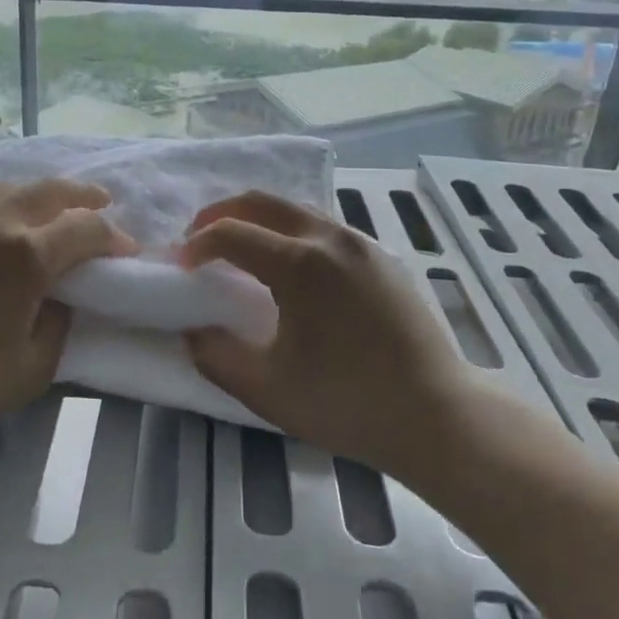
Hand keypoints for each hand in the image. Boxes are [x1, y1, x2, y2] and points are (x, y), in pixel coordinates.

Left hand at [0, 180, 135, 466]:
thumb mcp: (34, 366)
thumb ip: (60, 321)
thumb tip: (61, 296)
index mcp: (27, 255)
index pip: (86, 228)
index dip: (113, 237)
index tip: (125, 250)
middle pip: (51, 190)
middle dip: (84, 195)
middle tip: (103, 203)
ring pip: (9, 187)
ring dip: (41, 194)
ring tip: (55, 206)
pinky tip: (0, 219)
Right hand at [181, 191, 474, 485]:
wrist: (436, 416)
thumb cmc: (346, 403)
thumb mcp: (266, 389)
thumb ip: (216, 355)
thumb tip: (193, 330)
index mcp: (299, 263)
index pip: (231, 233)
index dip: (197, 245)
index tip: (181, 266)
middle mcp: (329, 238)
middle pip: (262, 201)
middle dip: (221, 213)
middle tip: (199, 239)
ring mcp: (362, 244)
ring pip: (297, 209)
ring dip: (259, 219)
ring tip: (241, 249)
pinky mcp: (383, 258)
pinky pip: (326, 227)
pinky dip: (293, 231)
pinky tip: (291, 267)